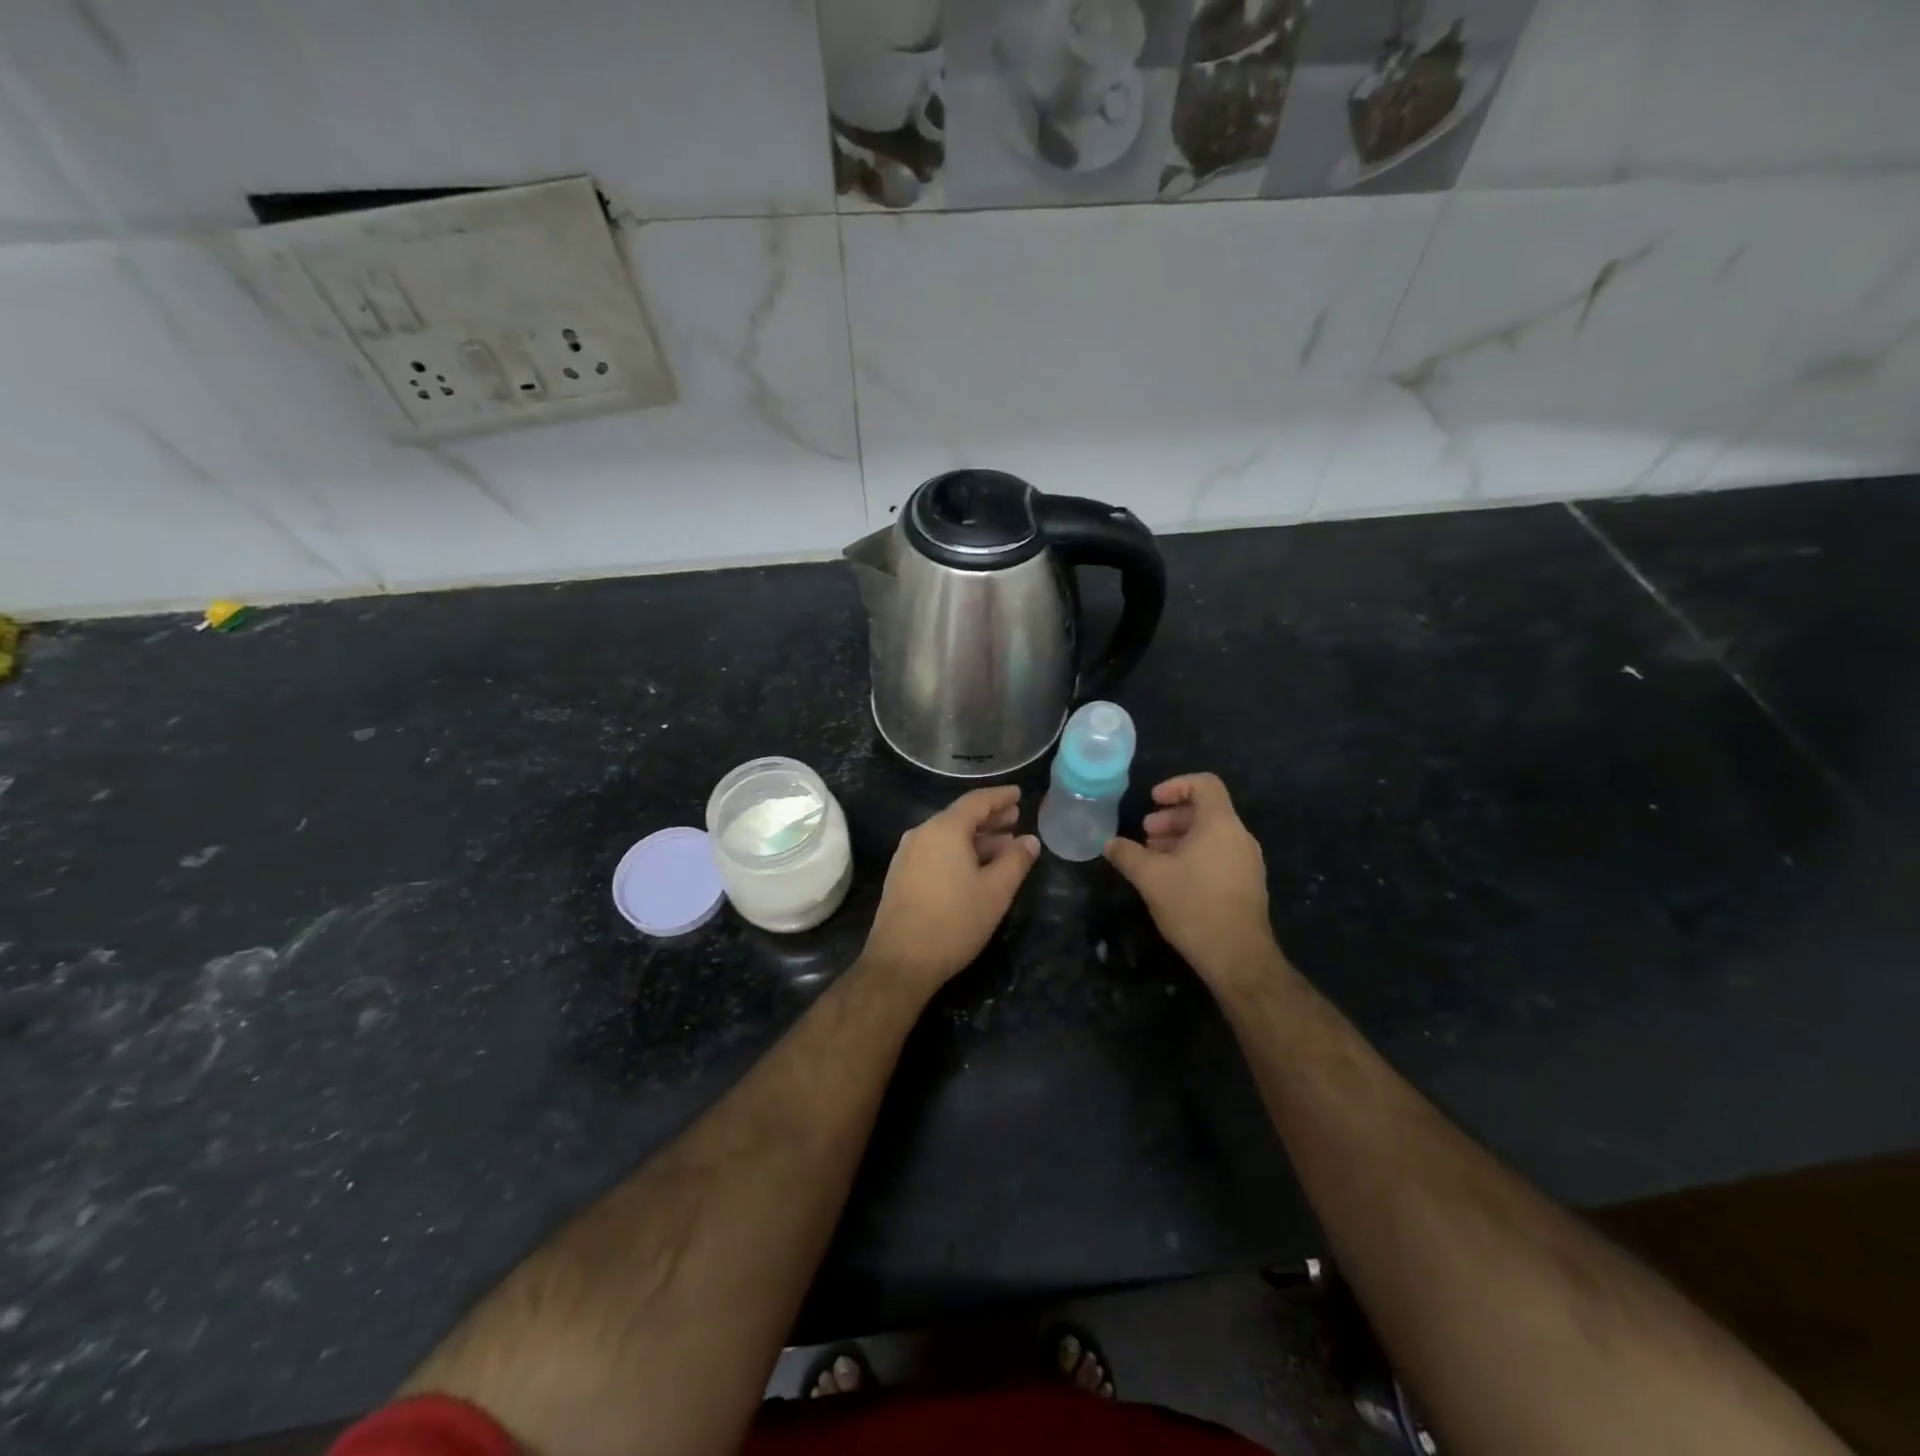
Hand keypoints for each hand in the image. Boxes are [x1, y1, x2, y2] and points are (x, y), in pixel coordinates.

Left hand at [864, 785, 1039, 988]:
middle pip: (960, 817)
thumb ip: (1016, 861)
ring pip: (948, 836)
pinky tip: (976, 867)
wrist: (901, 961)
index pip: (976, 801)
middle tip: (1016, 818)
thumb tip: (1030, 840)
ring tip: (1004, 845)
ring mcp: (907, 855)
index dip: (1000, 797)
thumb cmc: (954, 921)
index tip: (1019, 794)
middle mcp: (922, 834)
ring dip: (977, 838)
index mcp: (944, 829)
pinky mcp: (902, 875)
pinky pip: (936, 851)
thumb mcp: (995, 891)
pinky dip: (959, 852)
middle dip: (990, 817)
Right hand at [1104, 773, 1280, 987]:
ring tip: (1153, 858)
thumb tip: (1108, 843)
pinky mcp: (1248, 884)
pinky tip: (1172, 879)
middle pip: (1206, 810)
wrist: (1238, 956)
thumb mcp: (1149, 877)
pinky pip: (1219, 855)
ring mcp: (1247, 862)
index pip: (1204, 784)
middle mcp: (1239, 836)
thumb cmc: (1193, 905)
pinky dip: (1194, 856)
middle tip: (1145, 834)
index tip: (1152, 801)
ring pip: (1211, 836)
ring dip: (1180, 839)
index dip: (1176, 785)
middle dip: (1171, 818)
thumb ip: (1127, 854)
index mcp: (1220, 824)